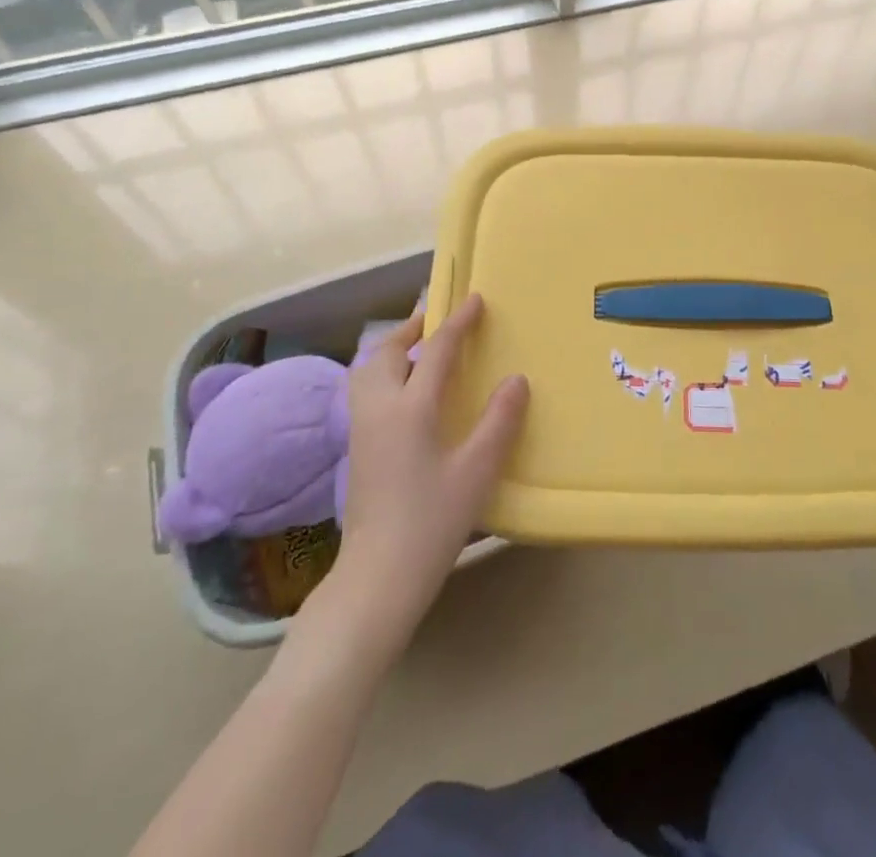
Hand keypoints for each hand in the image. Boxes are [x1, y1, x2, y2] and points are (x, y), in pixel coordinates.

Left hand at [317, 294, 527, 648]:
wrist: (377, 576)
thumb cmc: (432, 521)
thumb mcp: (477, 471)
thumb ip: (499, 421)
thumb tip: (517, 379)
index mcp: (410, 407)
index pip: (435, 350)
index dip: (458, 322)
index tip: (476, 300)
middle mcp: (379, 408)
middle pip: (385, 351)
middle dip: (412, 328)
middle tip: (439, 321)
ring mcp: (362, 429)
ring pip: (368, 369)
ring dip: (393, 348)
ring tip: (419, 348)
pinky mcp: (357, 448)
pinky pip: (366, 390)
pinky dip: (384, 372)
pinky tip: (407, 392)